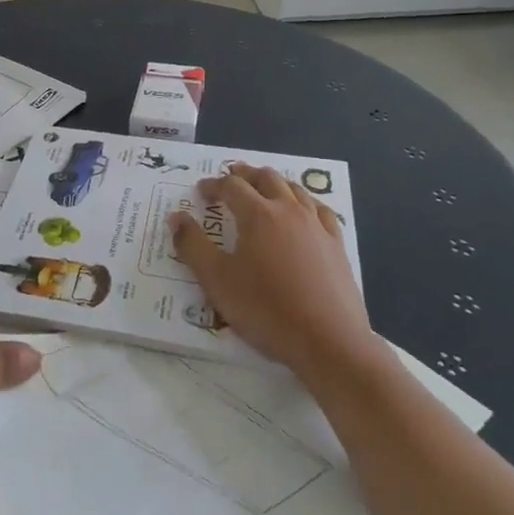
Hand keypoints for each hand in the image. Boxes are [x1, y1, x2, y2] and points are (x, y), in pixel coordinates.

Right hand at [171, 165, 373, 383]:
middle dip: (245, 174)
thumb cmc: (266, 309)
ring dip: (274, 182)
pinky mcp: (337, 244)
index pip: (232, 186)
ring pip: (295, 189)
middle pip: (266, 178)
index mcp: (258, 215)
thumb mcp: (217, 281)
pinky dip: (305, 201)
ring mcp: (317, 226)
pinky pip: (320, 210)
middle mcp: (289, 210)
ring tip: (264, 188)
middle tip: (231, 176)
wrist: (328, 340)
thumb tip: (176, 217)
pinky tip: (304, 211)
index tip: (201, 191)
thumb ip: (193, 245)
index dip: (214, 185)